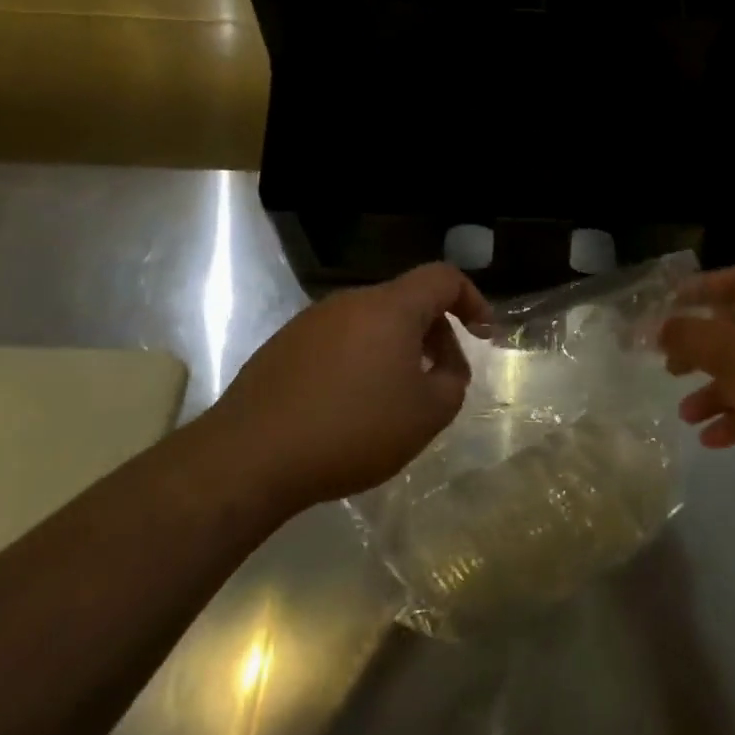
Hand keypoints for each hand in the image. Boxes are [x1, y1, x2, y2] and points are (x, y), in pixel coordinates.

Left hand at [202, 263, 490, 512]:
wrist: (251, 456)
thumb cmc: (353, 429)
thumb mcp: (427, 415)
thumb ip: (453, 382)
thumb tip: (445, 368)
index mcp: (390, 307)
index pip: (443, 277)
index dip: (472, 299)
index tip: (484, 334)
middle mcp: (350, 301)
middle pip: (406, 301)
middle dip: (435, 334)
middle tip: (442, 379)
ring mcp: (311, 322)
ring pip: (371, 322)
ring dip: (397, 349)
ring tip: (397, 398)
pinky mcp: (282, 346)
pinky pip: (339, 341)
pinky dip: (360, 361)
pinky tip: (352, 406)